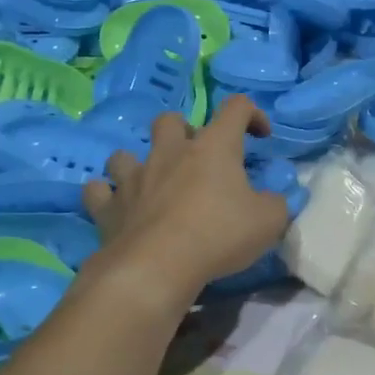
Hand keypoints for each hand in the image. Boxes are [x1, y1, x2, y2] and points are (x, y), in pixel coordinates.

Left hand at [83, 96, 289, 295]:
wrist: (157, 267)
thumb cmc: (219, 235)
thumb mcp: (269, 221)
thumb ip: (276, 204)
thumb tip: (272, 200)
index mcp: (214, 147)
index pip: (236, 107)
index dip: (252, 114)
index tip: (261, 136)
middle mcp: (170, 152)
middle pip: (169, 120)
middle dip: (182, 132)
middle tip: (196, 159)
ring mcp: (134, 177)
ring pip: (124, 153)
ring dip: (137, 163)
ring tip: (150, 183)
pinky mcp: (108, 207)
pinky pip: (98, 191)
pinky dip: (106, 196)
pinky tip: (116, 206)